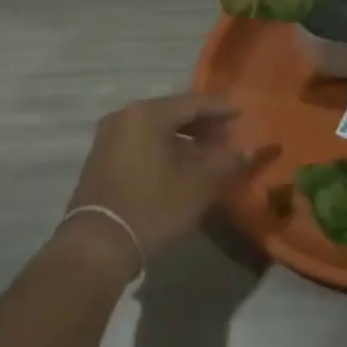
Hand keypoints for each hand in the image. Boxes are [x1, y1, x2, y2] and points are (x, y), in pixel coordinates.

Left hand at [63, 94, 249, 269]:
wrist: (98, 243)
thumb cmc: (152, 208)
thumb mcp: (198, 186)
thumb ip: (226, 163)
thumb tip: (248, 150)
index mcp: (147, 114)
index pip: (193, 102)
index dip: (220, 109)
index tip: (241, 115)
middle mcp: (125, 116)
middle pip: (173, 112)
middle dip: (202, 125)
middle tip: (227, 139)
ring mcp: (109, 135)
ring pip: (156, 128)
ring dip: (183, 139)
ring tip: (207, 156)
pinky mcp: (101, 155)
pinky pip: (140, 141)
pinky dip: (162, 147)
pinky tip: (179, 166)